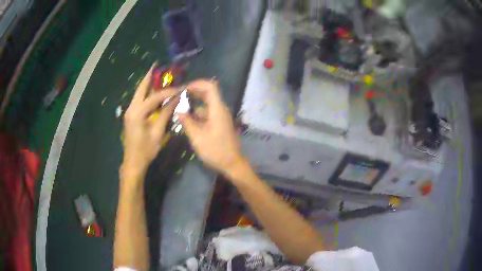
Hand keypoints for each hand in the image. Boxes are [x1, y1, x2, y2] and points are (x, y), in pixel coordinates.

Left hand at [122, 65, 178, 177]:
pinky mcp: (130, 116)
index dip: (168, 91)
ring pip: (138, 94)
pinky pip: (138, 100)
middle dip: (148, 77)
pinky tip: (152, 91)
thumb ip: (166, 113)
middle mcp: (131, 109)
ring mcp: (129, 112)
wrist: (133, 162)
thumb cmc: (146, 150)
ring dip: (147, 84)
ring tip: (155, 74)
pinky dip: (145, 94)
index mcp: (137, 113)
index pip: (155, 97)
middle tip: (155, 66)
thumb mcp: (158, 132)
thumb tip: (176, 99)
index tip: (180, 88)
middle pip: (141, 89)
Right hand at [178, 80, 244, 178]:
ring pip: (206, 105)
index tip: (183, 88)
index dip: (197, 84)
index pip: (210, 87)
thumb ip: (187, 122)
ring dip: (194, 105)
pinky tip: (187, 120)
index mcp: (217, 109)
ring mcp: (220, 117)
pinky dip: (197, 114)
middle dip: (193, 93)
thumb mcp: (197, 137)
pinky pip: (208, 114)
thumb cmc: (215, 150)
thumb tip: (178, 111)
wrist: (232, 164)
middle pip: (208, 94)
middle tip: (179, 97)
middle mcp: (220, 110)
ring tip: (179, 109)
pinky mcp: (219, 124)